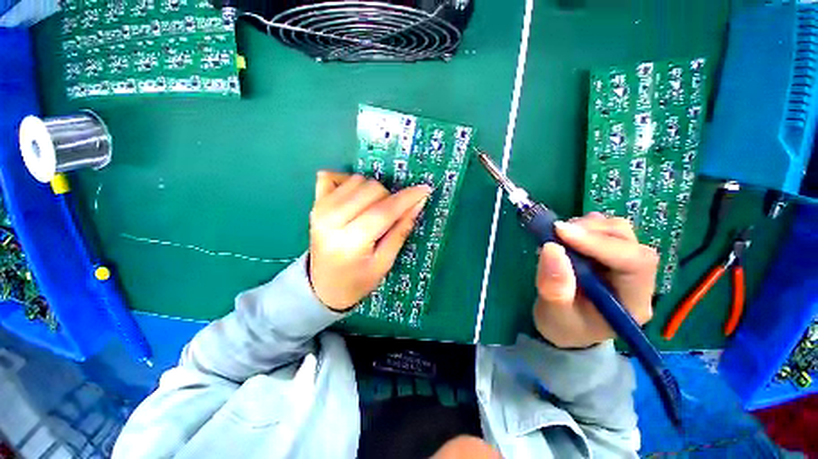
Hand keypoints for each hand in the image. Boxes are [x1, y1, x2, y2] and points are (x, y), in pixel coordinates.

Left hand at [308, 171, 430, 311]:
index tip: (425, 190)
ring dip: (372, 192)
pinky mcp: (315, 203)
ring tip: (372, 211)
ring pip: (357, 180)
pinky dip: (348, 181)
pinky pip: (332, 176)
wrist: (323, 286)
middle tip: (390, 216)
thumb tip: (418, 203)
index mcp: (351, 241)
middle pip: (372, 189)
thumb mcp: (384, 263)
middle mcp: (332, 219)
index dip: (407, 198)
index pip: (384, 210)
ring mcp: (320, 208)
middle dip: (389, 199)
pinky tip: (354, 197)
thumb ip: (400, 231)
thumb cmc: (357, 281)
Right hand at [533, 212, 658, 348]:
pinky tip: (564, 238)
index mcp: (632, 301)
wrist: (566, 325)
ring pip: (617, 230)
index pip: (633, 262)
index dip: (599, 243)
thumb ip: (554, 288)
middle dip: (590, 231)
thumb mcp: (555, 315)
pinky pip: (603, 228)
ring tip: (557, 237)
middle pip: (628, 241)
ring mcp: (624, 262)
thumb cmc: (563, 326)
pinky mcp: (609, 252)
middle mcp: (636, 278)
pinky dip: (581, 226)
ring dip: (585, 226)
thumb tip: (551, 248)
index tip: (561, 232)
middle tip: (555, 233)